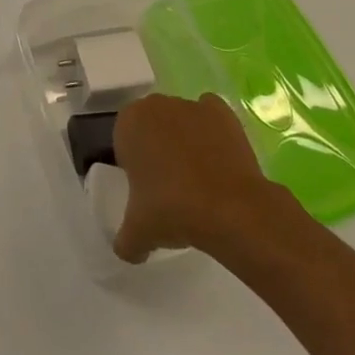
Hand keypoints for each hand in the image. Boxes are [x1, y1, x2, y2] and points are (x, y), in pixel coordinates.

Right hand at [111, 92, 308, 263]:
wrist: (230, 208)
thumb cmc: (173, 210)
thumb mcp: (138, 232)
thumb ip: (125, 239)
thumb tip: (127, 249)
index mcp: (129, 122)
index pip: (124, 139)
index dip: (133, 163)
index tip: (145, 188)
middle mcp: (157, 105)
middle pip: (152, 126)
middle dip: (157, 148)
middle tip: (169, 185)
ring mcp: (191, 105)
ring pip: (181, 121)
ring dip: (184, 141)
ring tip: (199, 180)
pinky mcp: (222, 112)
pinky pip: (210, 117)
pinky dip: (212, 132)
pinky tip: (218, 160)